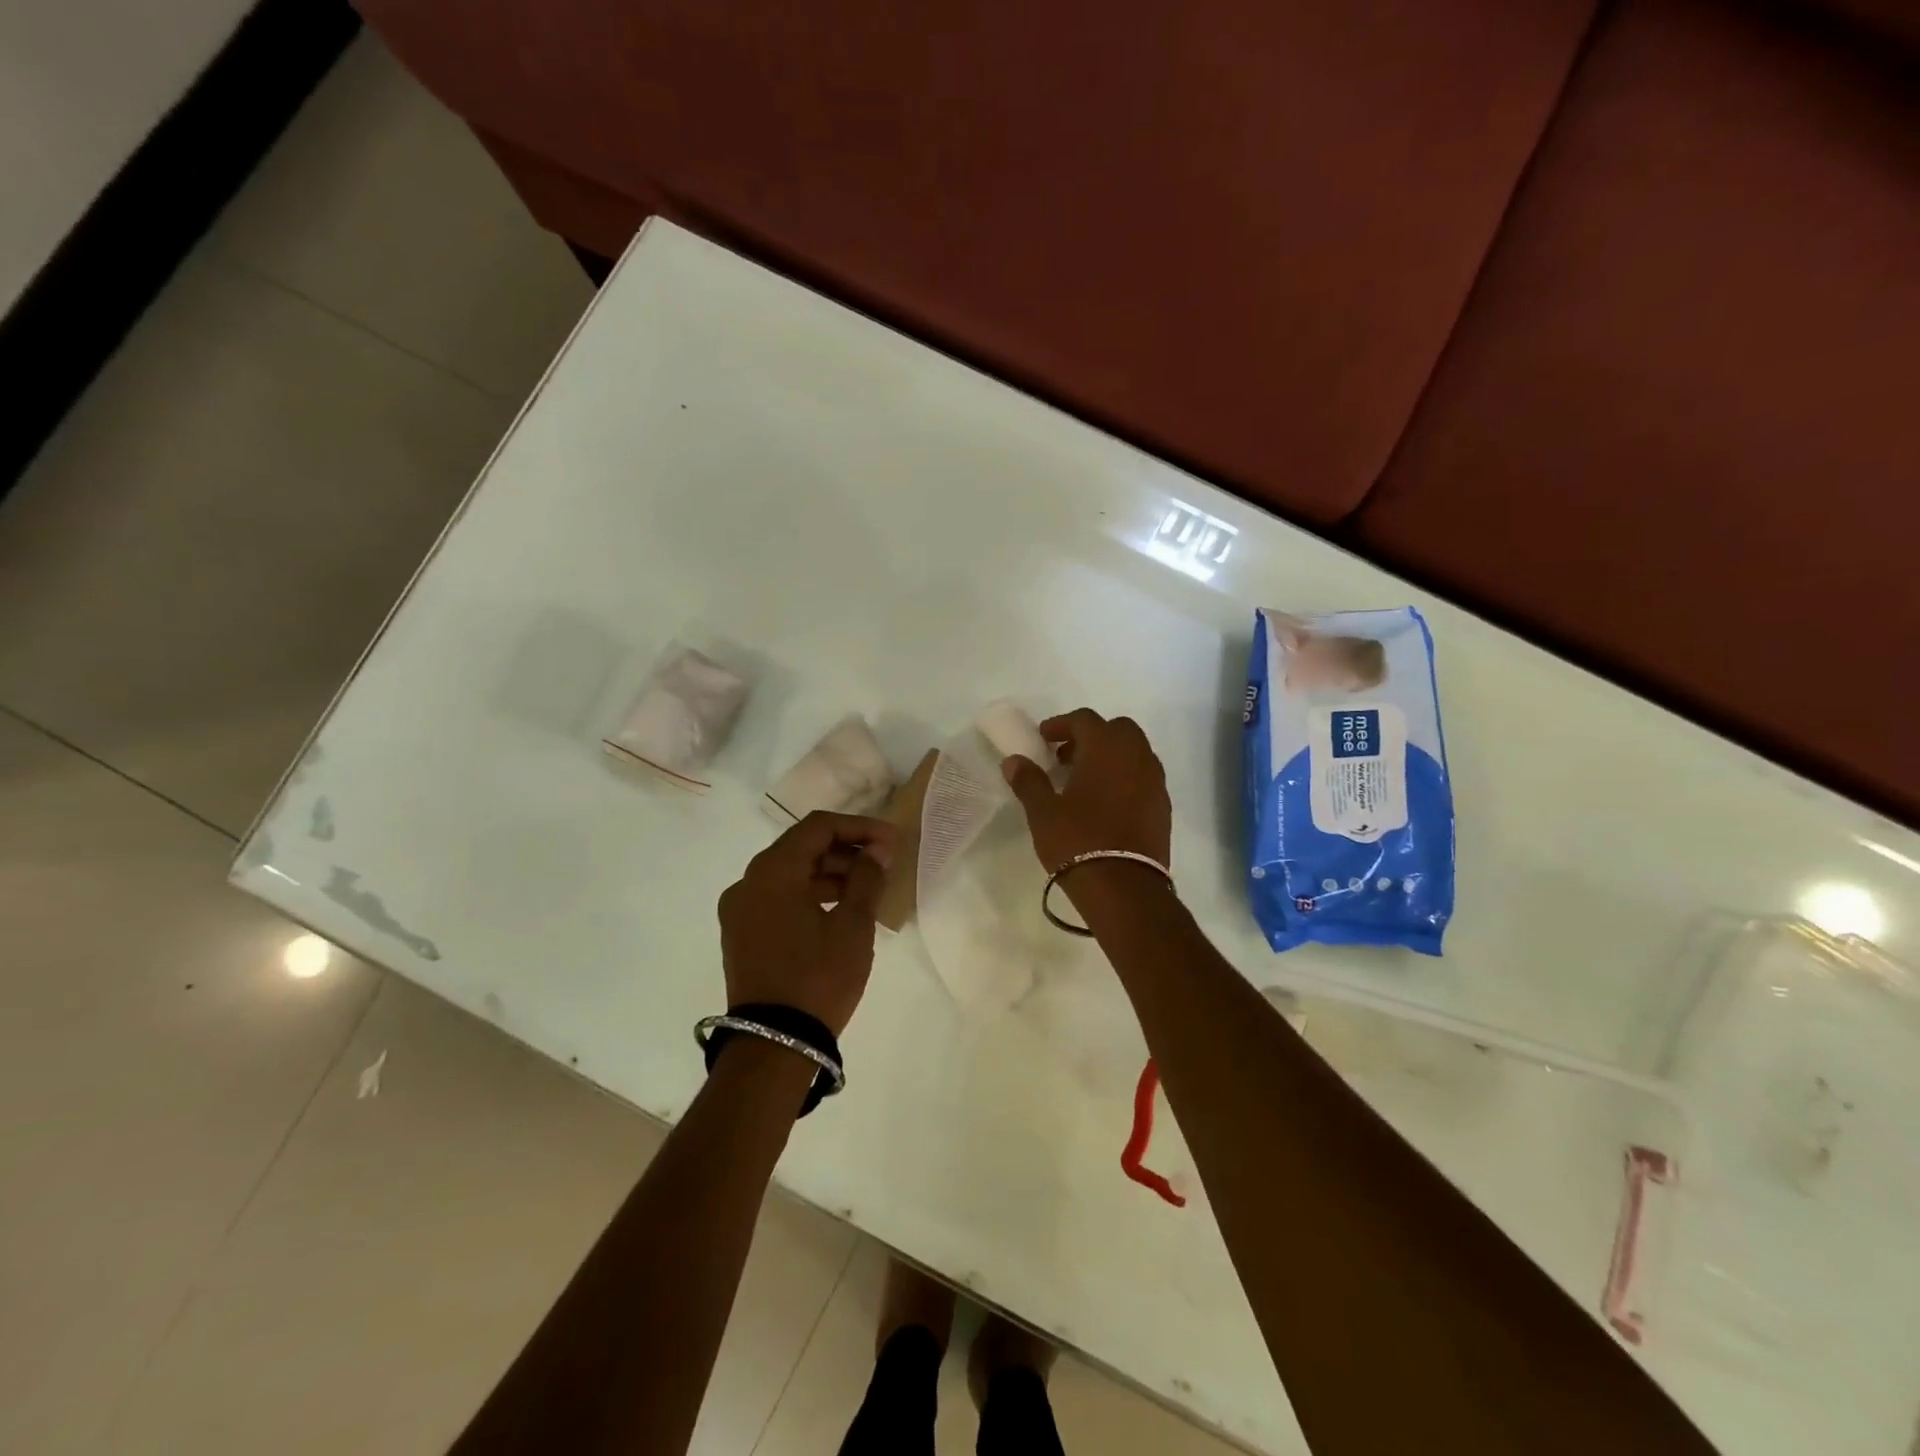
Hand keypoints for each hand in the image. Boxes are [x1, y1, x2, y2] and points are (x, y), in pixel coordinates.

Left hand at [717, 812, 895, 1036]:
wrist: (774, 1045)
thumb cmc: (818, 978)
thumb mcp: (853, 926)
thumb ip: (866, 878)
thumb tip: (876, 851)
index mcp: (772, 871)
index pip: (818, 827)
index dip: (859, 827)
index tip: (891, 841)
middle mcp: (748, 882)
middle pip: (802, 848)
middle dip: (846, 850)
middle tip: (884, 863)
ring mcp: (740, 910)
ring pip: (790, 874)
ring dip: (829, 874)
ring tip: (868, 888)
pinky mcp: (742, 934)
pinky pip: (779, 898)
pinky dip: (810, 895)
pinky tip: (841, 910)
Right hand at [1001, 708, 1171, 875]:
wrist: (1124, 888)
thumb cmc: (1078, 841)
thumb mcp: (1043, 812)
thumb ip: (1028, 781)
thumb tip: (1014, 761)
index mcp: (1106, 747)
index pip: (1084, 719)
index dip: (1061, 725)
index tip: (1043, 739)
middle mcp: (1137, 756)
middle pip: (1116, 730)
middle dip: (1091, 737)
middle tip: (1066, 758)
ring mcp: (1155, 781)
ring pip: (1134, 753)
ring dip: (1110, 757)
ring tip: (1084, 781)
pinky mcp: (1163, 807)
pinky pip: (1143, 778)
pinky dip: (1125, 778)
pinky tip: (1105, 803)